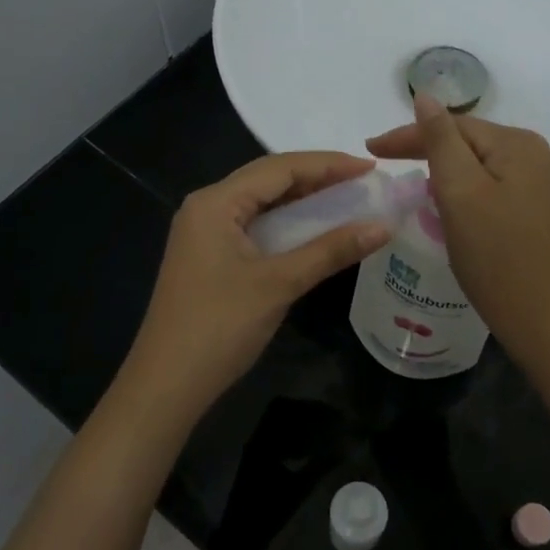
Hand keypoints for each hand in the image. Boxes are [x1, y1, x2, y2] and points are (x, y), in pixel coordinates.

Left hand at [123, 152, 390, 418]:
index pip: (280, 167)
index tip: (370, 167)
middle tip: (363, 182)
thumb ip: (331, 250)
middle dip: (317, 177)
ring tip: (348, 198)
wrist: (166, 385)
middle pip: (269, 179)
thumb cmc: (220, 327)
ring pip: (262, 202)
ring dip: (303, 200)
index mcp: (216, 202)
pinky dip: (286, 224)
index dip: (328, 164)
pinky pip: (254, 225)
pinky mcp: (209, 255)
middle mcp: (207, 206)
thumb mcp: (280, 283)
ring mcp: (204, 232)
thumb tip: (383, 226)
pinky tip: (314, 230)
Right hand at [366, 94, 549, 357]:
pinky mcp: (526, 204)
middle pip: (465, 140)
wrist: (534, 314)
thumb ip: (439, 139)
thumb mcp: (459, 190)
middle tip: (380, 159)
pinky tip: (438, 195)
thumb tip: (425, 96)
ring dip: (438, 165)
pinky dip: (456, 185)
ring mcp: (532, 180)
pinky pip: (483, 181)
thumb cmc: (492, 252)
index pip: (453, 125)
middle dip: (423, 148)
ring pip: (472, 161)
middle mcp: (531, 152)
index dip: (409, 134)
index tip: (370, 148)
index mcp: (517, 143)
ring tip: (403, 173)